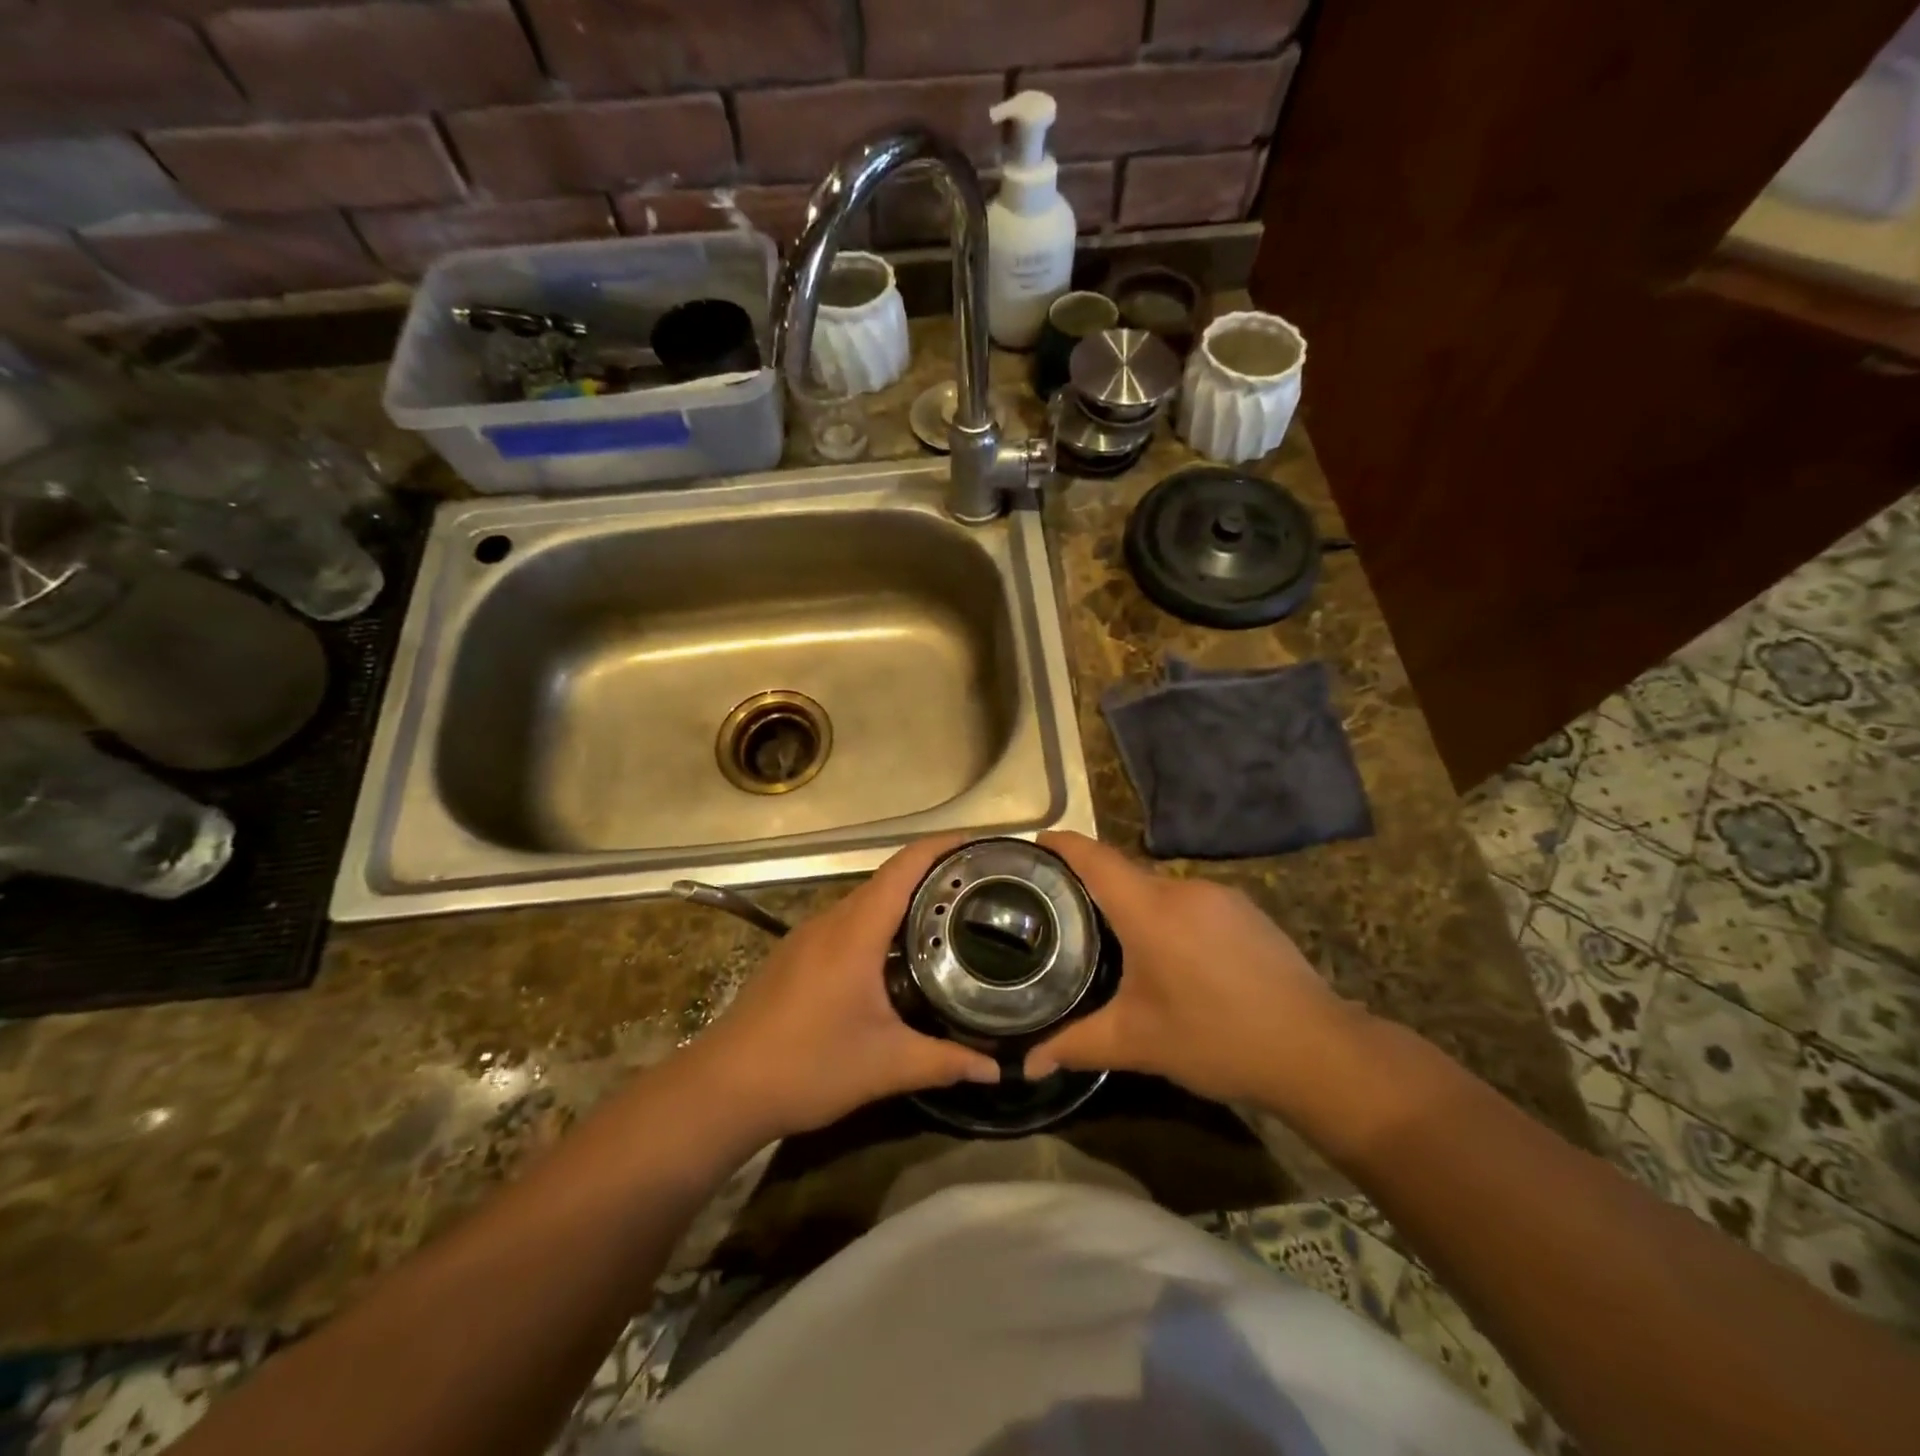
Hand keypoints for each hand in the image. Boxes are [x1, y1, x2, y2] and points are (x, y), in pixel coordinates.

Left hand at [688, 837, 998, 1139]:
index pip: (903, 868)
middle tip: (977, 888)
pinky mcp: (795, 956)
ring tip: (948, 918)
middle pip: (887, 879)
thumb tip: (996, 1068)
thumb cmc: (807, 1066)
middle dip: (932, 875)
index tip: (978, 844)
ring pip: (865, 903)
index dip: (941, 847)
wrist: (722, 1089)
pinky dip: (879, 924)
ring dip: (904, 901)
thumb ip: (944, 1062)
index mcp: (855, 931)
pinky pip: (847, 923)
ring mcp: (808, 937)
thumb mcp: (885, 1065)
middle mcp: (831, 921)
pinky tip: (897, 956)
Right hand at [1024, 831, 1360, 1106]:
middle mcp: (1183, 889)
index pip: (1095, 858)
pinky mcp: (1247, 912)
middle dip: (1094, 886)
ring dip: (1135, 905)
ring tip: (1116, 939)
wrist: (1315, 1049)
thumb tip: (1025, 1065)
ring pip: (1161, 888)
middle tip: (1065, 912)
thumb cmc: (1215, 1038)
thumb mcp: (1138, 1043)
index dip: (1062, 845)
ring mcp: (1221, 897)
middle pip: (1126, 873)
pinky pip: (1192, 901)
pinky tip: (1173, 954)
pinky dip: (1169, 916)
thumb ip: (1076, 1046)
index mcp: (1149, 909)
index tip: (1035, 844)